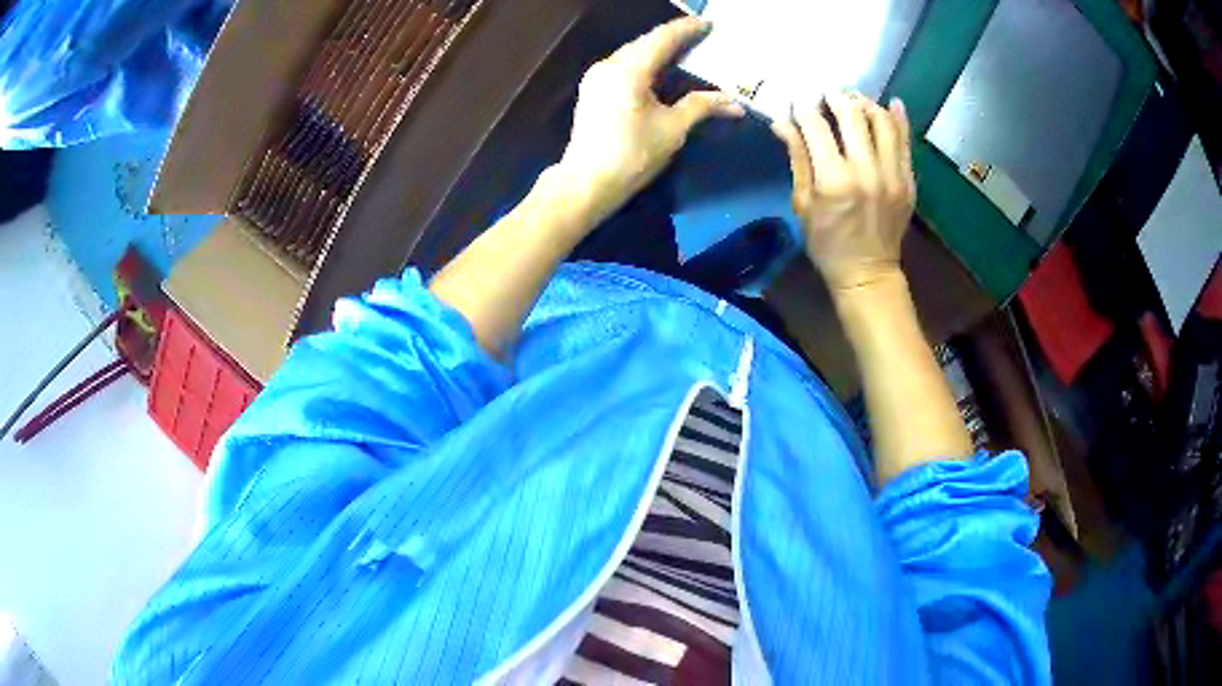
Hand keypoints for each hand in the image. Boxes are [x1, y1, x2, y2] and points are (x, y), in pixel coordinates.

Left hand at [557, 17, 743, 222]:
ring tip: (687, 50)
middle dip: (675, 37)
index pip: (663, 38)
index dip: (687, 29)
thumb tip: (734, 102)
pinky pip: (624, 66)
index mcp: (628, 70)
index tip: (709, 24)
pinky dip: (646, 63)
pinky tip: (662, 69)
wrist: (587, 183)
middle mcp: (609, 65)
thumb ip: (702, 107)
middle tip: (703, 36)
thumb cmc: (632, 156)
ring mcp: (597, 76)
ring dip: (660, 50)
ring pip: (634, 53)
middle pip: (646, 42)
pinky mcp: (593, 89)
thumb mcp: (673, 129)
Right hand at [773, 93, 915, 294]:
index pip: (816, 127)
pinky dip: (898, 119)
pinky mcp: (908, 181)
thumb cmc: (827, 244)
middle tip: (827, 94)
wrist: (868, 274)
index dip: (804, 108)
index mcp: (834, 181)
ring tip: (854, 100)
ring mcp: (893, 175)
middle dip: (835, 97)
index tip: (798, 101)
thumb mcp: (803, 203)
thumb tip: (783, 122)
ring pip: (882, 121)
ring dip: (866, 103)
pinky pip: (905, 141)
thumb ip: (798, 158)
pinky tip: (890, 104)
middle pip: (852, 115)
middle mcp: (866, 172)